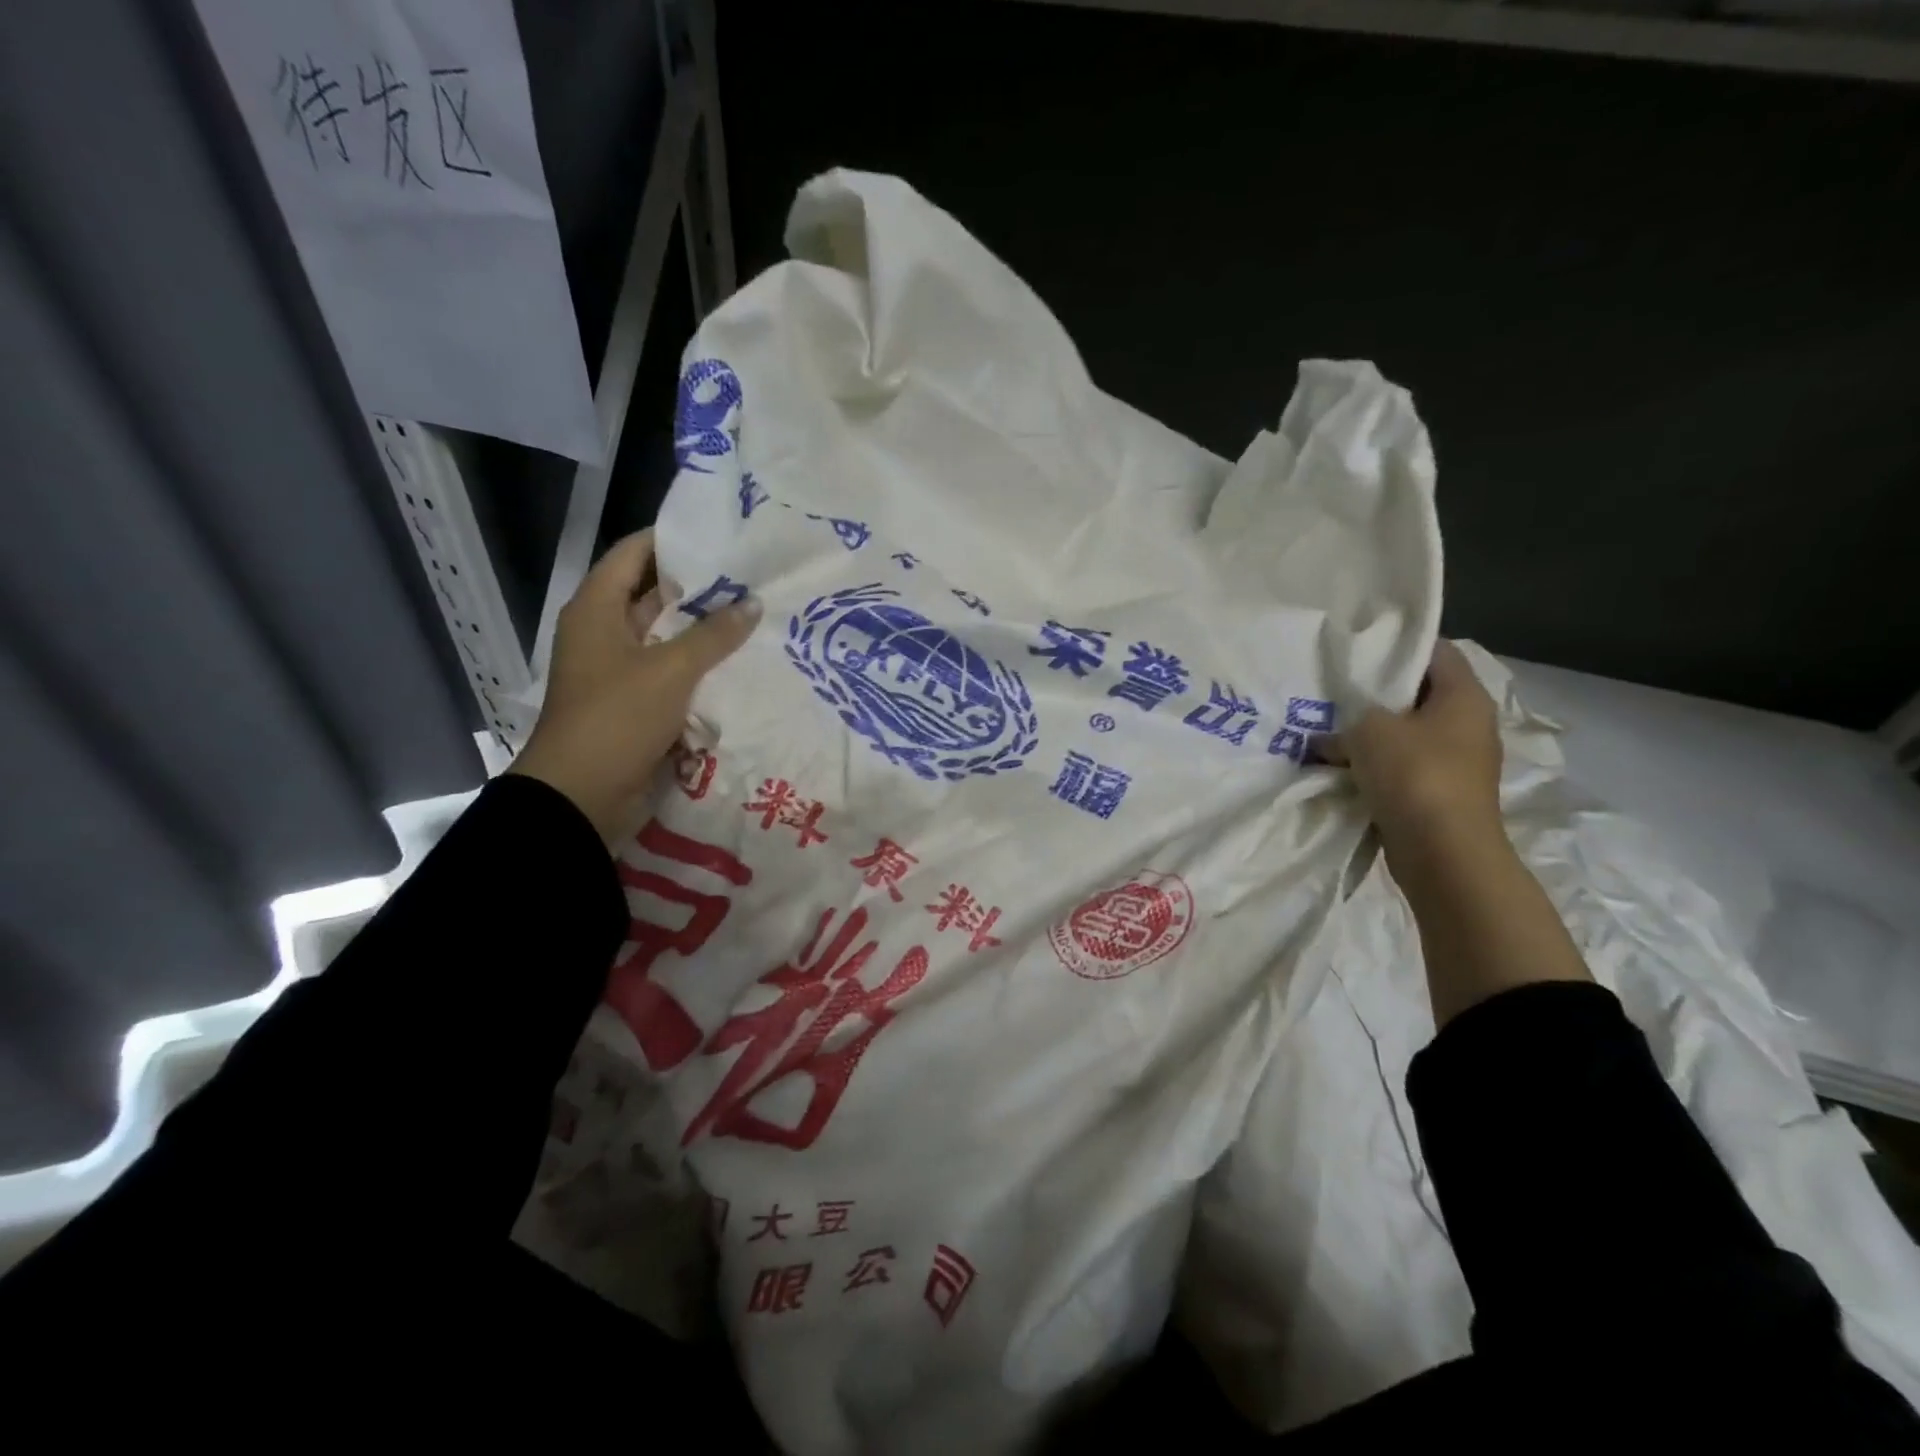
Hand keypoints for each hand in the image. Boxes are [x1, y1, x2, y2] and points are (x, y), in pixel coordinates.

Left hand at [507, 530, 758, 844]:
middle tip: (751, 576)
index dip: (671, 540)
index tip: (719, 533)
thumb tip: (752, 603)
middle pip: (653, 595)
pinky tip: (739, 661)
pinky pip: (672, 672)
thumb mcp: (670, 670)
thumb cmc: (617, 718)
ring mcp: (620, 669)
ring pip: (667, 637)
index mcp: (597, 609)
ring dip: (704, 630)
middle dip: (699, 587)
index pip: (633, 554)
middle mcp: (605, 632)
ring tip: (755, 614)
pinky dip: (700, 666)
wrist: (582, 794)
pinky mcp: (635, 702)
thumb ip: (714, 635)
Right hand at [1335, 639, 1503, 855]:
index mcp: (1464, 696)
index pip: (1436, 651)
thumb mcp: (1368, 731)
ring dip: (1370, 735)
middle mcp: (1468, 724)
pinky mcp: (1439, 793)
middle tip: (1333, 692)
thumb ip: (1345, 722)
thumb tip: (1326, 738)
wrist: (1443, 853)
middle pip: (1418, 694)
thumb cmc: (1414, 774)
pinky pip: (1401, 767)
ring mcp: (1456, 761)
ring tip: (1327, 730)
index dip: (1397, 646)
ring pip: (1405, 734)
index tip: (1357, 651)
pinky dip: (1373, 766)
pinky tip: (1339, 768)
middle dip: (1375, 694)